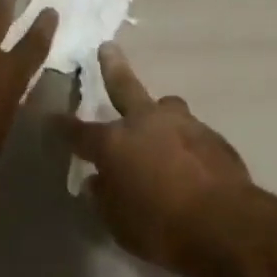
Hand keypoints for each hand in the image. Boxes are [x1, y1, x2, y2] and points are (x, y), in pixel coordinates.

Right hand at [61, 43, 257, 276]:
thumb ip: (105, 198)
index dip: (62, 126)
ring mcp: (182, 123)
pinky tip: (189, 159)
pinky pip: (190, 131)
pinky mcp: (212, 136)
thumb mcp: (119, 224)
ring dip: (158, 112)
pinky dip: (184, 140)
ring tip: (160, 122)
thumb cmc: (162, 228)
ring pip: (165, 106)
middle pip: (124, 86)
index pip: (79, 132)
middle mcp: (145, 122)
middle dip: (112, 67)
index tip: (50, 117)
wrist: (226, 224)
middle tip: (107, 48)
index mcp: (115, 143)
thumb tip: (97, 181)